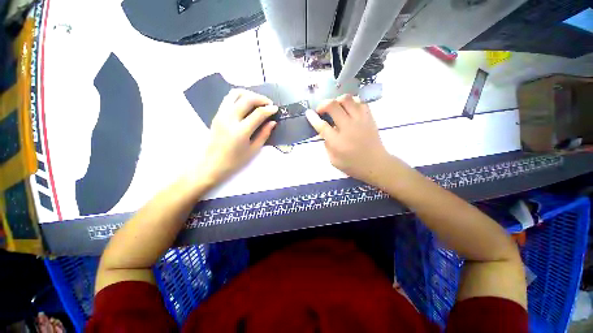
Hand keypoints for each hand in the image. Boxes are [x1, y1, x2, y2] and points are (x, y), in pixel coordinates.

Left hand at [199, 89, 277, 182]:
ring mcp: (221, 114)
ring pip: (235, 94)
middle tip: (269, 103)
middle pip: (247, 99)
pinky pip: (229, 98)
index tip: (276, 109)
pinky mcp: (217, 114)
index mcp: (240, 131)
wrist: (212, 164)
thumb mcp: (253, 150)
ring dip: (249, 94)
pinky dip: (240, 97)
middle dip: (261, 98)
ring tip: (257, 101)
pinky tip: (246, 104)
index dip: (269, 109)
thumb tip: (272, 122)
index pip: (258, 114)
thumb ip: (264, 134)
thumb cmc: (235, 161)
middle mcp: (229, 119)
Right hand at [305, 94, 389, 181]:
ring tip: (335, 107)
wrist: (376, 164)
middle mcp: (348, 128)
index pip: (322, 125)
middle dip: (323, 105)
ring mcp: (360, 120)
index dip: (313, 118)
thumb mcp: (333, 161)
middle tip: (321, 110)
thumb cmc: (353, 165)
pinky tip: (348, 108)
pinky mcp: (369, 117)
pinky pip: (359, 102)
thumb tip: (324, 132)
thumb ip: (327, 145)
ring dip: (337, 101)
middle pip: (333, 106)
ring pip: (347, 99)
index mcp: (337, 142)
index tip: (308, 113)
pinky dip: (351, 102)